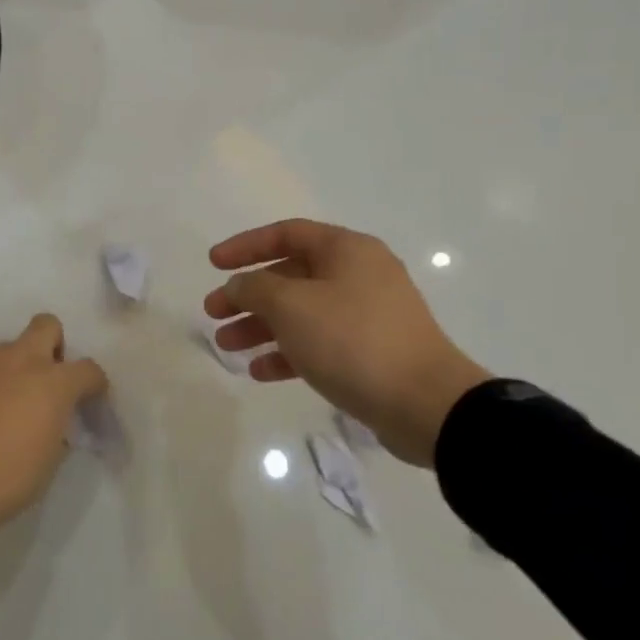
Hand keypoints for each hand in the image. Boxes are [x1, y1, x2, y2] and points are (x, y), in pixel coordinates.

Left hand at [0, 314, 107, 536]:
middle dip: (54, 346)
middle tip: (48, 381)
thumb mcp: (46, 464)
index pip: (87, 369)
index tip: (90, 399)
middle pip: (46, 326)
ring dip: (15, 368)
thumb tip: (51, 422)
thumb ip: (56, 432)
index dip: (94, 383)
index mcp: (51, 383)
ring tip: (6, 407)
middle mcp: (19, 361)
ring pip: (9, 348)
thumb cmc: (3, 479)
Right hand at [204, 220, 488, 466]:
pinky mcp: (371, 353)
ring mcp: (368, 315)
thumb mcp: (291, 306)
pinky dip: (288, 352)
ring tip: (226, 346)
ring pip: (301, 312)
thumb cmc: (353, 340)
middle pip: (290, 276)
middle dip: (247, 294)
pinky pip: (319, 343)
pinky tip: (259, 371)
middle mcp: (359, 275)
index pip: (286, 233)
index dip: (245, 246)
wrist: (427, 406)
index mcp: (346, 250)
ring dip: (261, 327)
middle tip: (213, 313)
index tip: (213, 264)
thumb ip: (255, 288)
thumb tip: (239, 286)